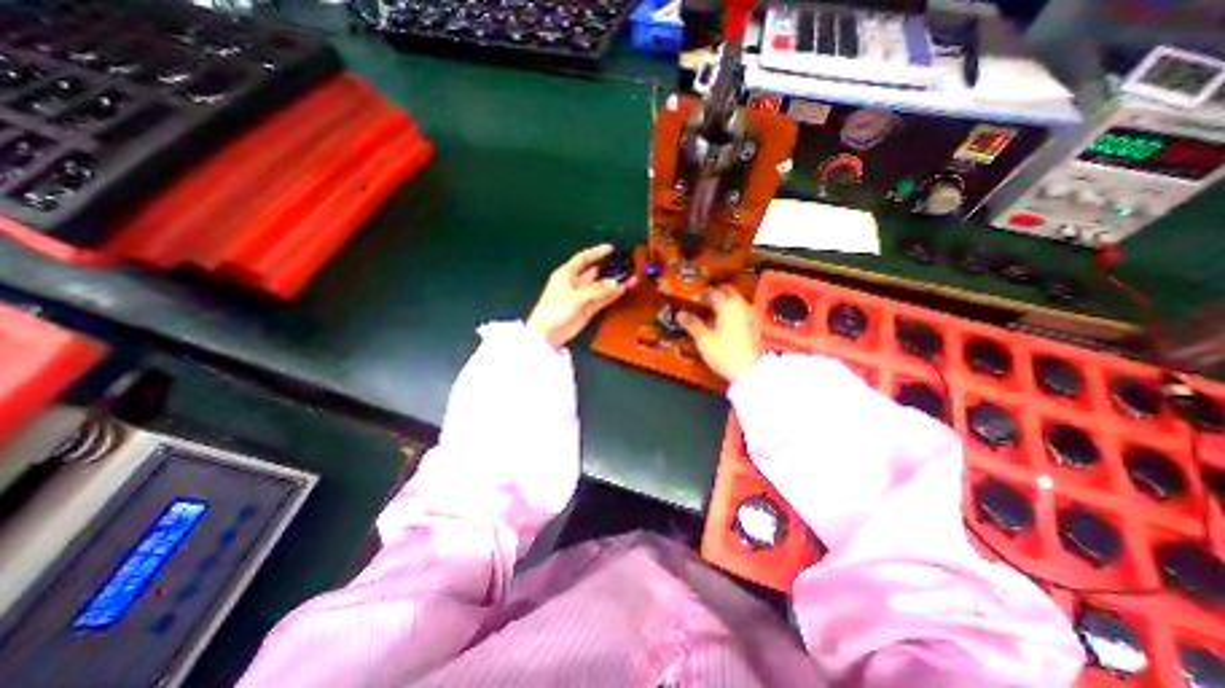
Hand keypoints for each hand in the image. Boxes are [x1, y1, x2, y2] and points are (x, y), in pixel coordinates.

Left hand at [525, 244, 630, 349]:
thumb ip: (596, 290)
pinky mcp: (586, 309)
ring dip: (613, 283)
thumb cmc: (554, 311)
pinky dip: (611, 295)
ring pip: (600, 286)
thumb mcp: (575, 297)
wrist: (546, 335)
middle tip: (624, 265)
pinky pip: (601, 299)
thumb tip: (615, 283)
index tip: (611, 249)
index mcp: (566, 274)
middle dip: (608, 269)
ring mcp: (581, 297)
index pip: (583, 259)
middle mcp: (574, 283)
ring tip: (629, 277)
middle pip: (594, 272)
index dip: (596, 252)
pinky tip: (622, 289)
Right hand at [676, 283, 761, 380]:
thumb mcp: (703, 340)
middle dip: (716, 293)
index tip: (694, 297)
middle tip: (704, 300)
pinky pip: (742, 311)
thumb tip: (680, 313)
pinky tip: (726, 322)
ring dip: (726, 301)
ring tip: (713, 311)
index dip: (702, 293)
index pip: (713, 292)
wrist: (750, 372)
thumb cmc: (724, 354)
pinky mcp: (755, 327)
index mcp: (728, 306)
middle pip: (729, 292)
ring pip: (737, 301)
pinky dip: (733, 311)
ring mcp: (751, 316)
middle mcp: (741, 307)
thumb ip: (692, 324)